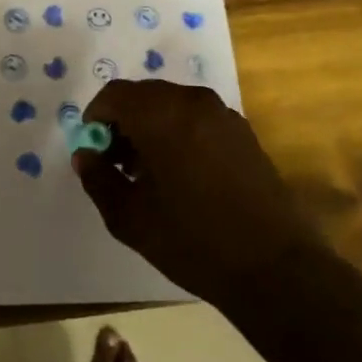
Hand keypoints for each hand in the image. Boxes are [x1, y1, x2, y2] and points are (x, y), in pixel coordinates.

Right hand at [72, 79, 326, 302]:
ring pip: (171, 105)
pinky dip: (178, 132)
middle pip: (143, 96)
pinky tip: (181, 174)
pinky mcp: (244, 132)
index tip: (93, 150)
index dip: (95, 117)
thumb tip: (85, 155)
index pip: (114, 94)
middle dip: (123, 122)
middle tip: (116, 163)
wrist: (275, 267)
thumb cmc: (193, 240)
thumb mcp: (130, 218)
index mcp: (161, 115)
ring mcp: (223, 115)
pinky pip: (197, 118)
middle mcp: (192, 102)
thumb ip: (99, 179)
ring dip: (150, 127)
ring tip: (147, 172)